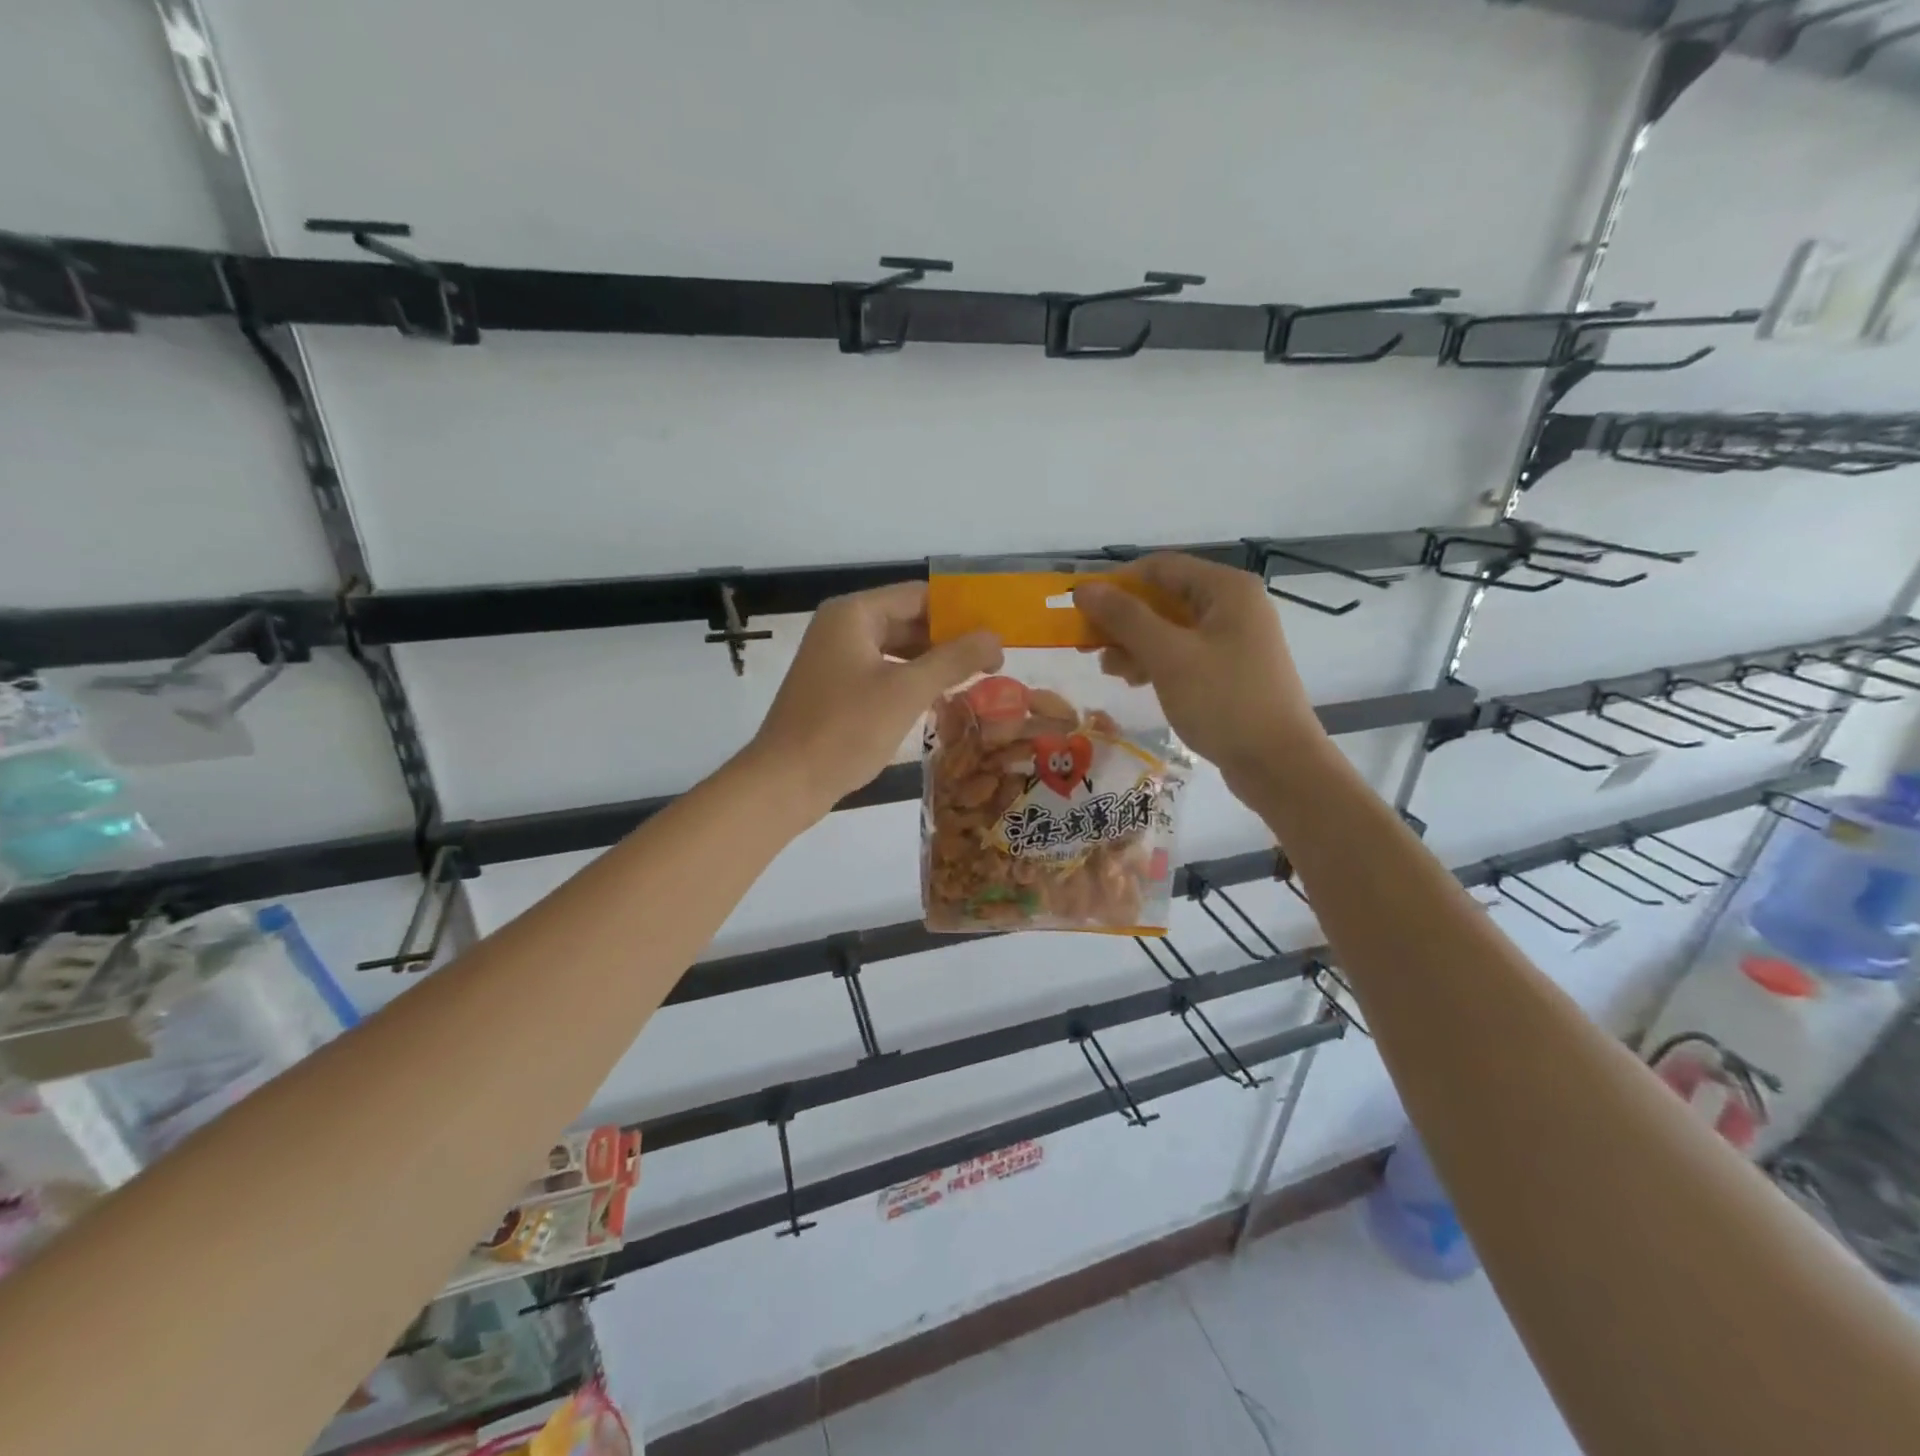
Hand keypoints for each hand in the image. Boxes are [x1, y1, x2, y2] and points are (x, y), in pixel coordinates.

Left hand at [746, 582, 1002, 820]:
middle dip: (950, 639)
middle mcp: (842, 627)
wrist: (785, 782)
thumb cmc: (846, 729)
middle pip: (908, 620)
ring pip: (897, 650)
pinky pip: (882, 673)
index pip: (920, 596)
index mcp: (854, 614)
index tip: (998, 632)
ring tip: (976, 679)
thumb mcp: (907, 691)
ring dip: (933, 662)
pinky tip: (938, 699)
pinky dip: (911, 681)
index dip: (961, 611)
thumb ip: (954, 659)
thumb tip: (996, 638)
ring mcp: (836, 659)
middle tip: (995, 661)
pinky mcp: (835, 689)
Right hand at [1073, 553, 1324, 784]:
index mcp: (1226, 589)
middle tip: (1088, 646)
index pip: (1159, 568)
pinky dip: (1156, 662)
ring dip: (1135, 644)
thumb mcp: (1168, 656)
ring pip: (1170, 628)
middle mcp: (1233, 605)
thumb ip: (1124, 618)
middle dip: (1123, 620)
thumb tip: (1083, 589)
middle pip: (1163, 598)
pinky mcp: (1230, 670)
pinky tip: (1136, 681)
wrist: (1279, 764)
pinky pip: (1183, 653)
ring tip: (1111, 671)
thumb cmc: (1223, 701)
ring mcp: (1234, 639)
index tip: (1082, 611)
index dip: (1116, 584)